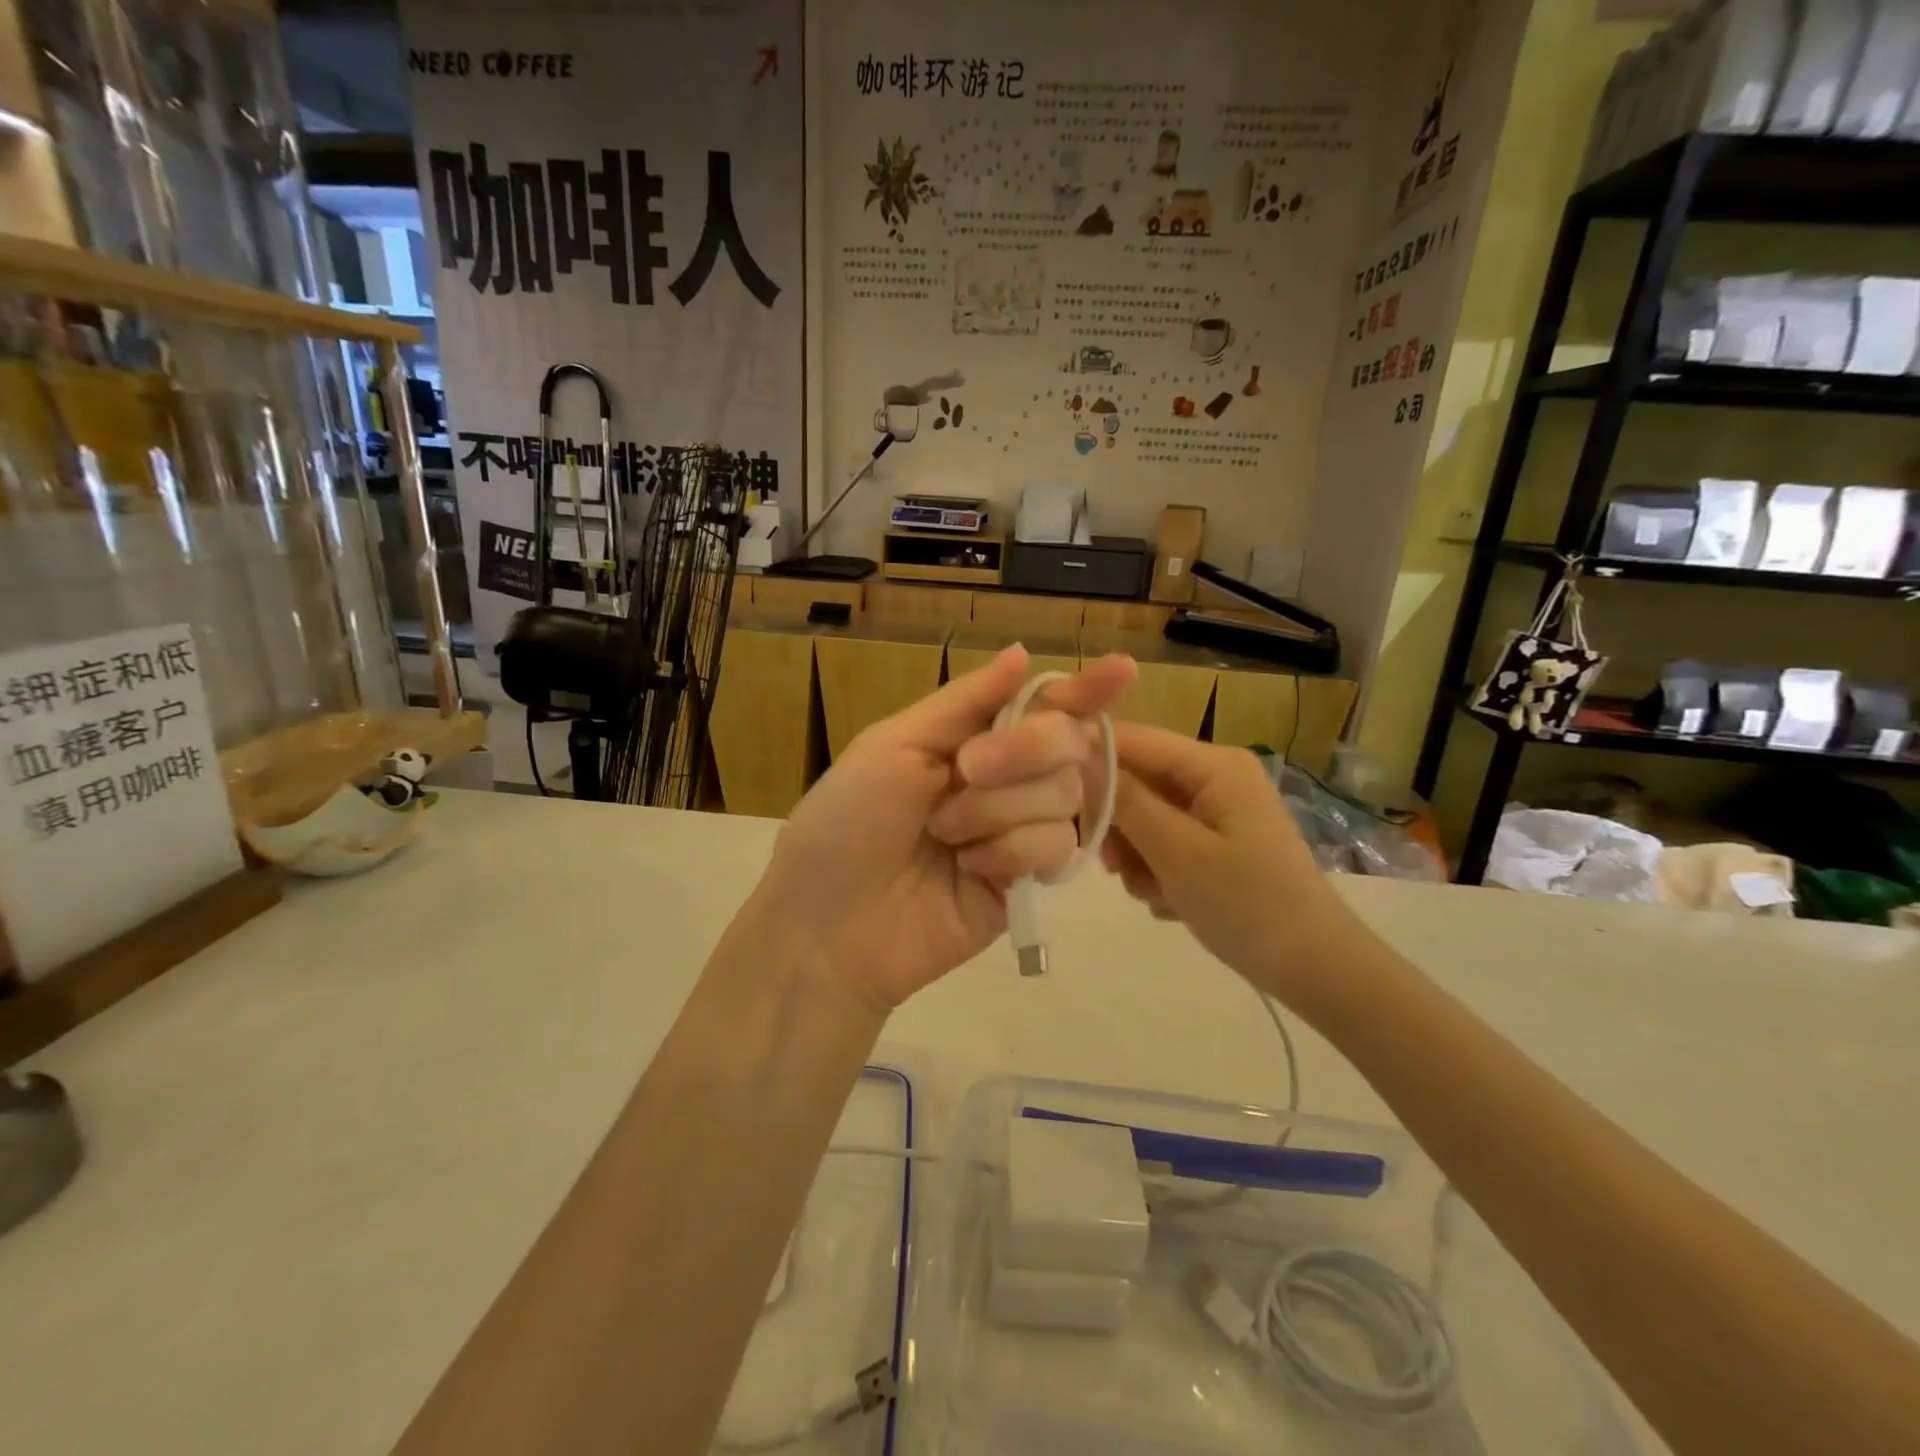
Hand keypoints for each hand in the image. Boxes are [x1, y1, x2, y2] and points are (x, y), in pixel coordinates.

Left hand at [753, 645, 1136, 1013]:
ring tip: (944, 835)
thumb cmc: (845, 821)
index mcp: (968, 738)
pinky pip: (1056, 846)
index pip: (1040, 704)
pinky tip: (968, 868)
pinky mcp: (1026, 879)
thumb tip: (1023, 653)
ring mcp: (1017, 829)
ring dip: (999, 809)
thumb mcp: (893, 745)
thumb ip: (965, 702)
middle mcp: (1002, 778)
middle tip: (967, 769)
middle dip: (1023, 750)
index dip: (1082, 688)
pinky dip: (1010, 851)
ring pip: (1064, 794)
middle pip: (1066, 743)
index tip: (1121, 669)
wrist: (828, 925)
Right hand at [1100, 723, 1362, 1009]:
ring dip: (1136, 856)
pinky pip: (1162, 842)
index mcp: (1214, 765)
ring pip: (1144, 817)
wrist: (1315, 969)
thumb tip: (1078, 757)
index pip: (1134, 739)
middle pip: (1137, 780)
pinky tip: (1171, 901)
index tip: (1057, 802)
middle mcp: (1214, 777)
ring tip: (1155, 892)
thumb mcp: (1178, 852)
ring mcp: (1216, 811)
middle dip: (1120, 825)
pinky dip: (1156, 871)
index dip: (1090, 762)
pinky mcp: (1215, 842)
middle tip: (1115, 867)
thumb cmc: (1248, 905)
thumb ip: (1126, 802)